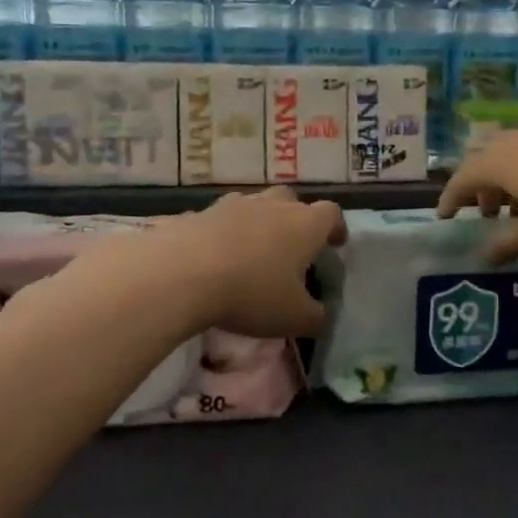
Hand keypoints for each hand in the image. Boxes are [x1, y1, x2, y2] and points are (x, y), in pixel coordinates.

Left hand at [144, 188, 346, 337]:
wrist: (182, 273)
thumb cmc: (252, 293)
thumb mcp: (294, 318)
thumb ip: (315, 317)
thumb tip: (320, 315)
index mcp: (305, 225)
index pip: (331, 213)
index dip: (335, 227)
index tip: (335, 243)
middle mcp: (272, 205)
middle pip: (291, 200)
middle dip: (295, 218)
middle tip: (291, 246)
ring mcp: (233, 205)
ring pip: (254, 205)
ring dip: (258, 222)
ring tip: (251, 250)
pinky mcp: (199, 212)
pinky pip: (218, 219)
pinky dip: (222, 233)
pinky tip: (214, 257)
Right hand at [438, 128, 517, 263]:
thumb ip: (505, 246)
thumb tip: (483, 258)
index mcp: (497, 163)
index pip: (461, 179)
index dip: (450, 199)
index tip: (444, 217)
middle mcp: (513, 142)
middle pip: (484, 162)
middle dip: (479, 188)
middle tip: (485, 214)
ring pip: (510, 155)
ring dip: (505, 180)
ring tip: (517, 208)